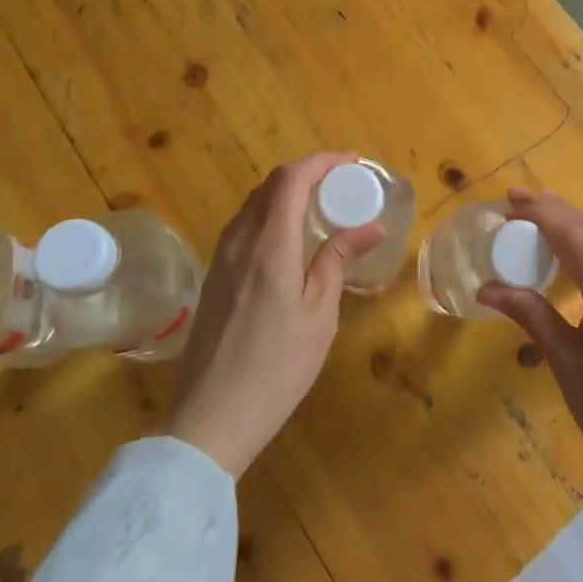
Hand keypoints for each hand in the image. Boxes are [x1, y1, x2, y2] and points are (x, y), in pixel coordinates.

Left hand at [168, 153, 384, 477]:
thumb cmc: (276, 369)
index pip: (291, 178)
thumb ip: (338, 260)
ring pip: (255, 203)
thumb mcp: (319, 315)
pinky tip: (292, 237)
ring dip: (289, 192)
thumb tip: (371, 226)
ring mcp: (221, 258)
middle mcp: (240, 241)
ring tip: (322, 207)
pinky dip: (272, 214)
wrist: (210, 419)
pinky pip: (245, 225)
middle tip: (343, 185)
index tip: (353, 164)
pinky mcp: (214, 276)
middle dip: (309, 173)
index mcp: (269, 246)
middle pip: (271, 184)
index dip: (322, 161)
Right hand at [477, 187, 582, 494]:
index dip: (539, 213)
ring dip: (574, 222)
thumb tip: (487, 288)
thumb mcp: (566, 363)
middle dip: (555, 209)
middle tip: (517, 202)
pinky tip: (574, 254)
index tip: (508, 204)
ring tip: (540, 217)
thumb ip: (531, 315)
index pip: (572, 233)